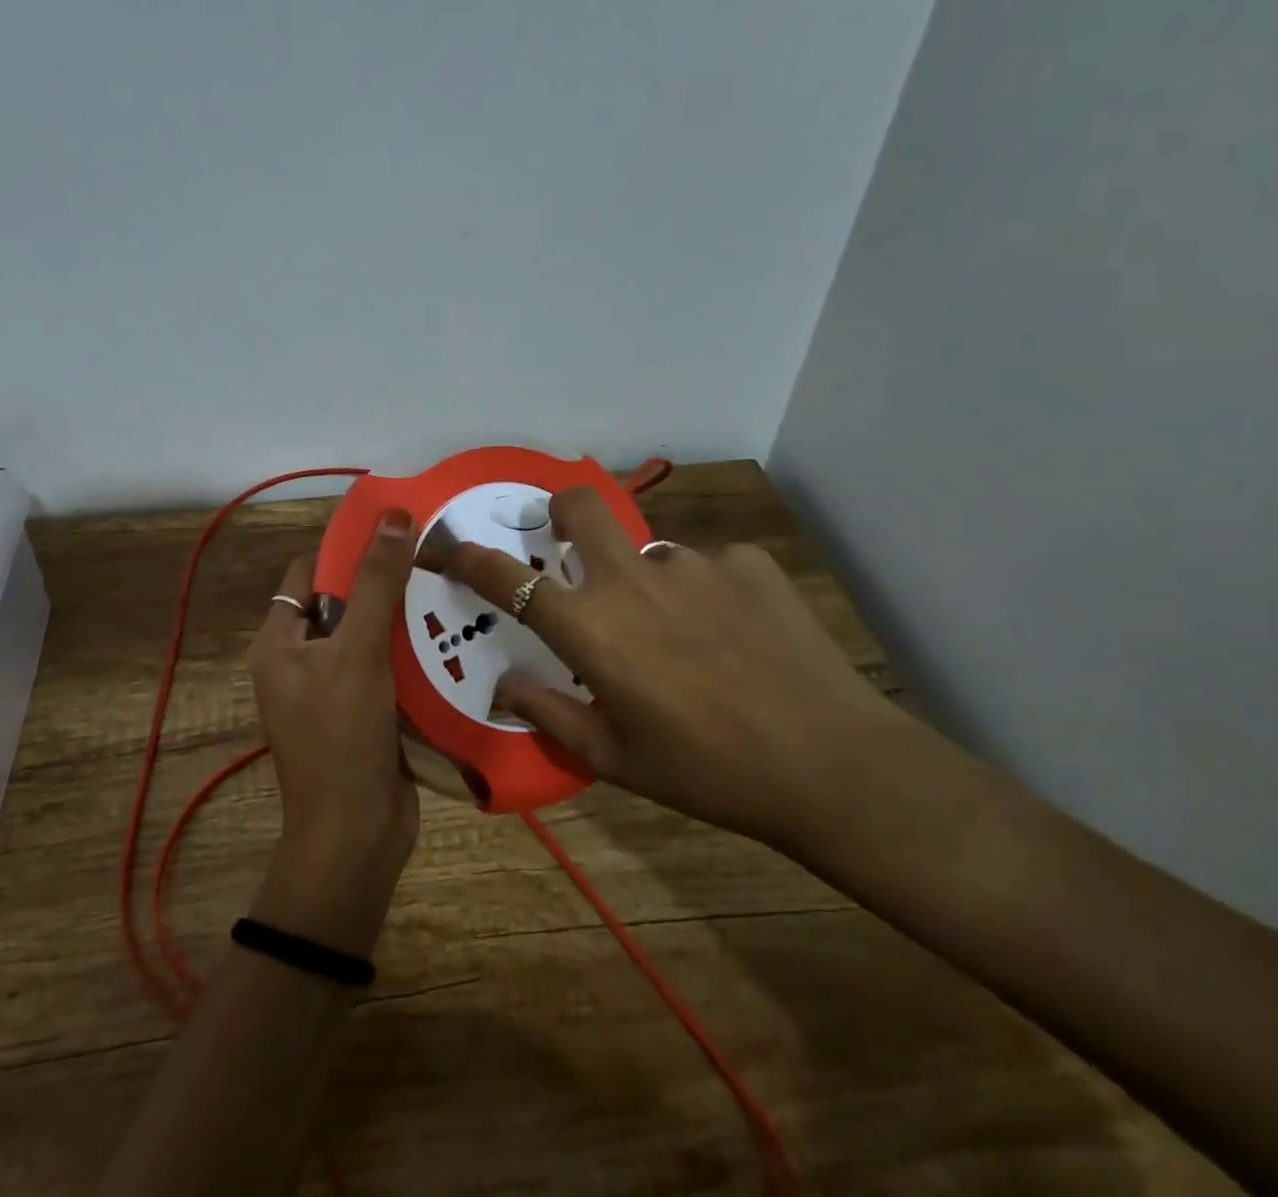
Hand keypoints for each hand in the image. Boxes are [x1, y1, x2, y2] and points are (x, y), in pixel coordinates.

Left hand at [249, 510, 420, 944]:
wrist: (357, 837)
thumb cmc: (343, 736)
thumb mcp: (358, 651)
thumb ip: (376, 582)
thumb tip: (393, 513)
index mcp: (279, 642)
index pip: (307, 573)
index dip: (345, 548)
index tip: (394, 527)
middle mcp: (300, 661)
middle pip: (342, 602)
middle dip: (382, 581)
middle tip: (432, 552)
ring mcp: (333, 690)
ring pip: (369, 635)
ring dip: (402, 616)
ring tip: (448, 584)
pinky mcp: (364, 713)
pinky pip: (386, 668)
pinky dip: (411, 652)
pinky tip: (450, 633)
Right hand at [445, 487, 899, 849]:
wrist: (830, 764)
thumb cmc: (706, 771)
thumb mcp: (615, 757)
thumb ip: (550, 713)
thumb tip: (504, 686)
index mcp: (590, 628)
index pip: (507, 579)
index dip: (467, 557)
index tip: (447, 547)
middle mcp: (631, 579)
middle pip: (578, 506)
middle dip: (560, 512)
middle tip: (568, 545)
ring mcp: (692, 563)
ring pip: (649, 551)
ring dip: (647, 581)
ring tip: (684, 635)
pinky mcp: (747, 562)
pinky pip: (708, 566)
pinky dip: (706, 592)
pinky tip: (736, 634)